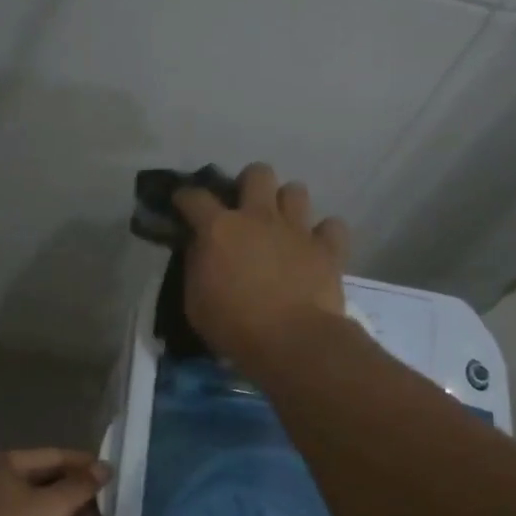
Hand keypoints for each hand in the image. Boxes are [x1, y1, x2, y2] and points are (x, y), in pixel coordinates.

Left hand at [0, 449, 109, 515]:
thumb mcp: (51, 508)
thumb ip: (80, 485)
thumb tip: (105, 468)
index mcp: (0, 462)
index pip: (52, 455)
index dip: (84, 464)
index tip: (113, 475)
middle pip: (43, 477)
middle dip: (76, 491)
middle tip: (107, 505)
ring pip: (35, 501)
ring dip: (65, 510)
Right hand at [176, 162, 349, 367]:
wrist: (291, 341)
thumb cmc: (234, 326)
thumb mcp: (195, 302)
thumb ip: (196, 267)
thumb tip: (200, 248)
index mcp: (219, 229)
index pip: (195, 197)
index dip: (186, 197)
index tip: (183, 203)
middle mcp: (259, 217)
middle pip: (257, 173)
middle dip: (249, 184)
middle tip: (245, 209)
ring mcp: (297, 229)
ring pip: (296, 190)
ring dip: (287, 204)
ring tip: (282, 226)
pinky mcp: (328, 248)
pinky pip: (332, 226)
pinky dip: (325, 234)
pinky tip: (317, 248)